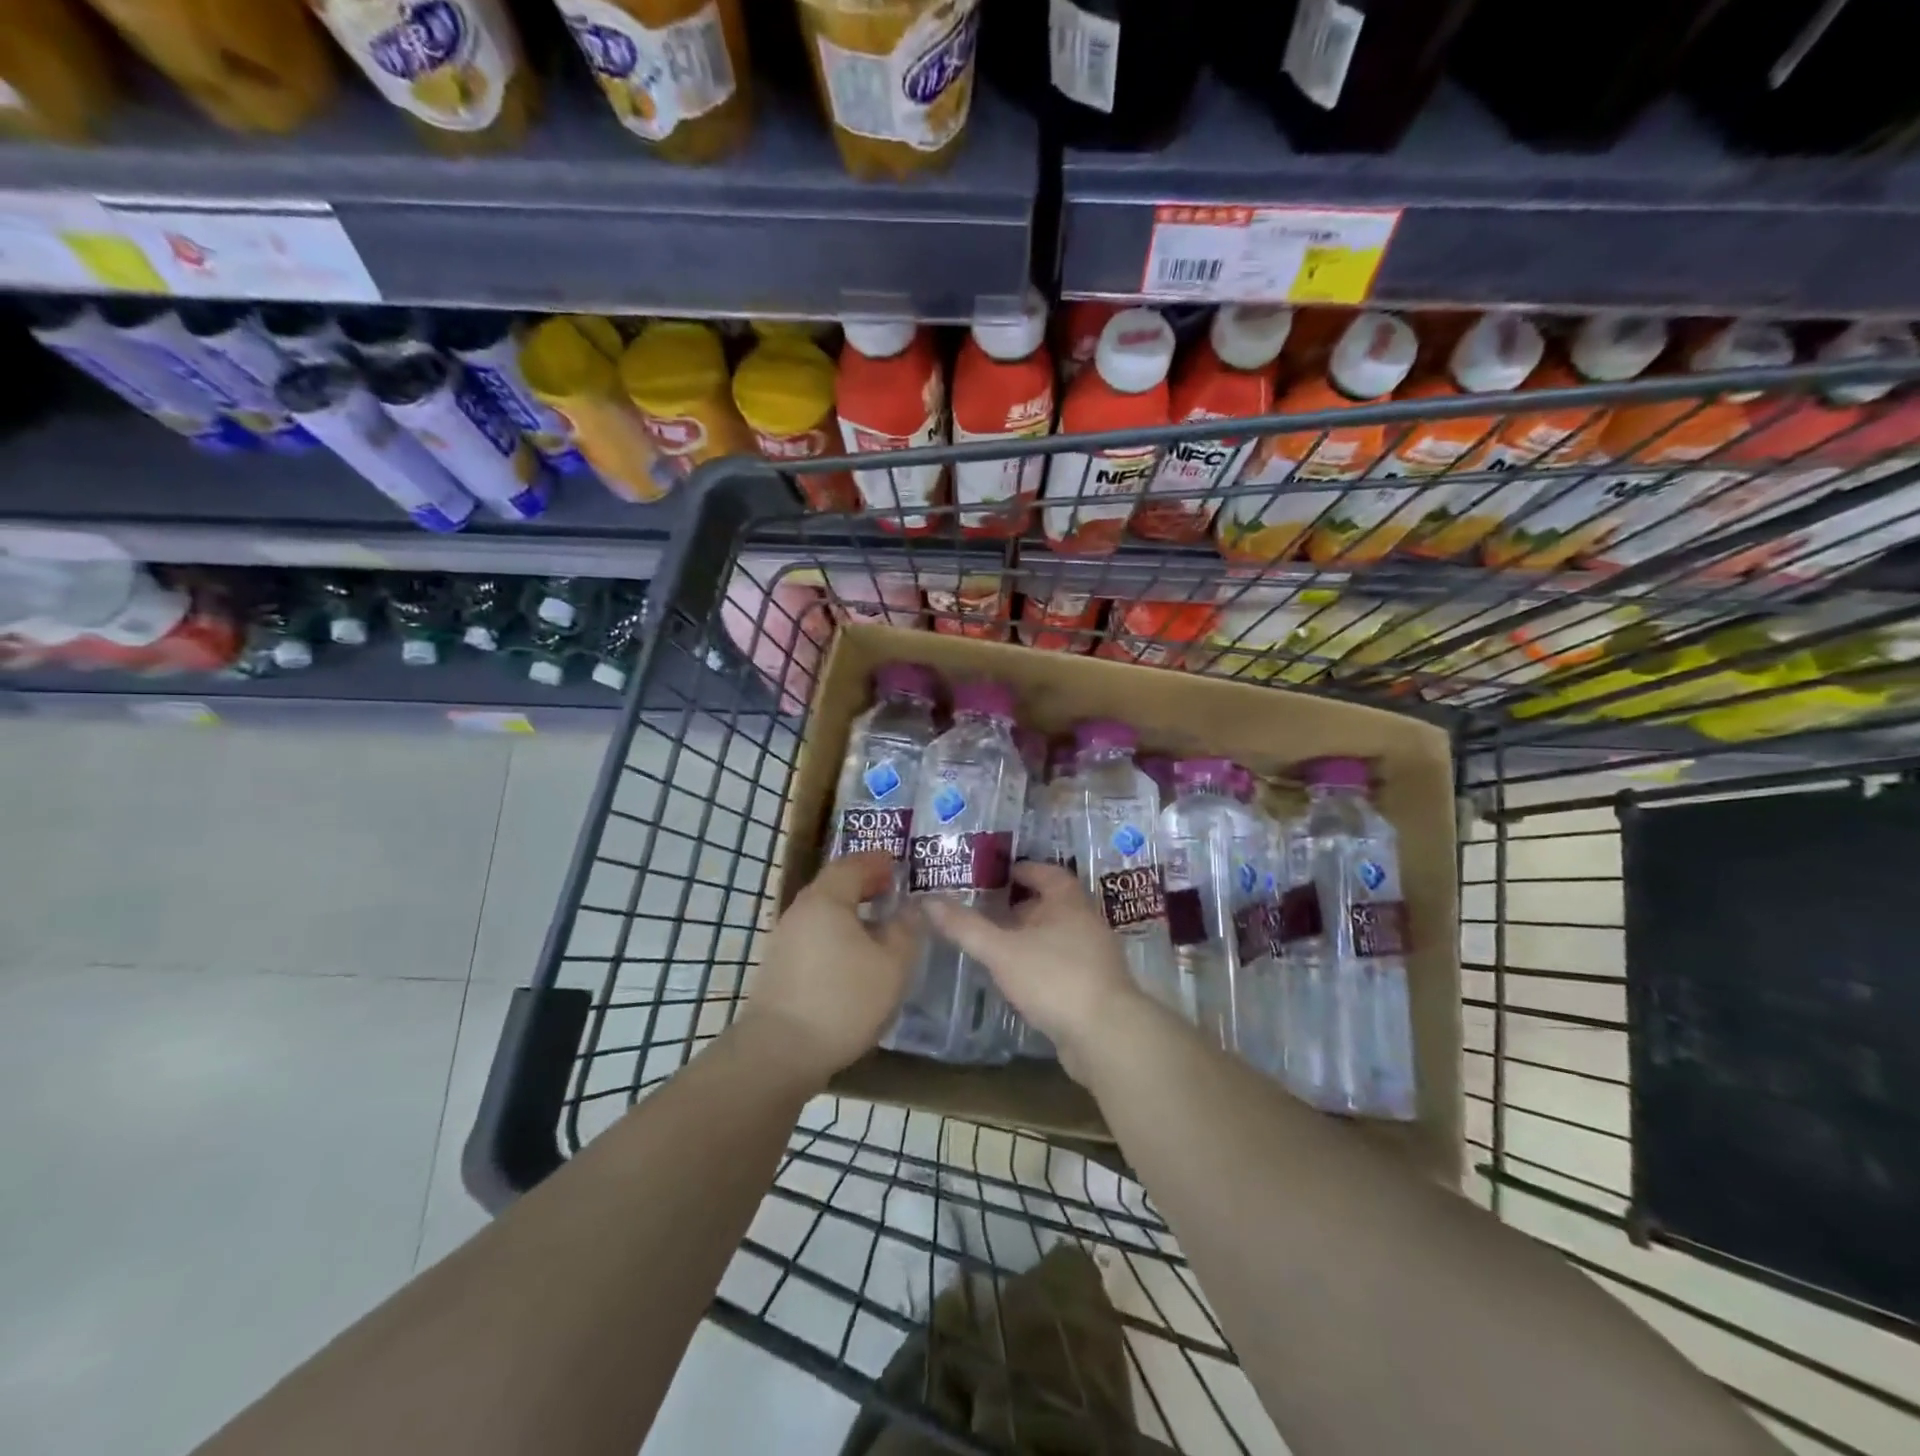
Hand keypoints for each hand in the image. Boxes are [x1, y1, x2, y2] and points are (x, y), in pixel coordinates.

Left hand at [743, 852, 918, 1085]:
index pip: (852, 864)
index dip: (877, 862)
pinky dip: (837, 935)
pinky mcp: (779, 968)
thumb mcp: (892, 965)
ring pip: (823, 913)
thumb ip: (906, 930)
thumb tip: (911, 909)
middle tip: (891, 892)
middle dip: (864, 885)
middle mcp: (800, 911)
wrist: (780, 1052)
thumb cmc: (843, 1000)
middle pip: (834, 886)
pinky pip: (814, 936)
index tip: (899, 866)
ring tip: (878, 927)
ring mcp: (784, 940)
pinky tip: (854, 959)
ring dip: (850, 913)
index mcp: (826, 900)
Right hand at [921, 862, 1143, 1080]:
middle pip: (1053, 904)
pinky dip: (1042, 963)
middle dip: (1023, 905)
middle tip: (990, 909)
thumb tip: (928, 901)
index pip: (1047, 873)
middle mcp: (1086, 922)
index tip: (997, 875)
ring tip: (999, 944)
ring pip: (1059, 935)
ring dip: (1032, 936)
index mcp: (1069, 902)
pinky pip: (1064, 963)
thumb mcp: (1002, 951)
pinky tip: (1021, 978)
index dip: (1023, 870)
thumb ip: (966, 927)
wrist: (1106, 1035)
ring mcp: (1095, 956)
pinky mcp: (1095, 987)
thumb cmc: (1054, 978)